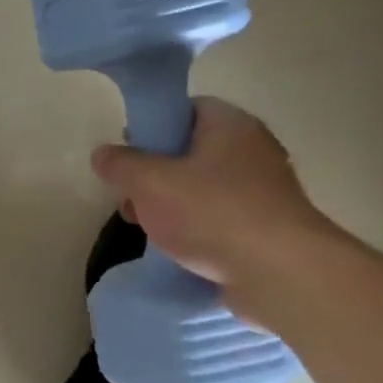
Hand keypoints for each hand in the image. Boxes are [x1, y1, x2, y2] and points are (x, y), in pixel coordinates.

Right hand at [90, 97, 346, 324]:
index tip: (128, 154)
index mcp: (230, 125)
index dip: (153, 127)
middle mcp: (253, 150)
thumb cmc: (212, 214)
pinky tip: (178, 250)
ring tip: (150, 231)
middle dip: (155, 175)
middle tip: (132, 199)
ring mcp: (264, 190)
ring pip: (204, 188)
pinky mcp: (267, 227)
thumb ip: (121, 164)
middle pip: (192, 151)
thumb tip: (102, 153)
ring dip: (172, 206)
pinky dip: (197, 229)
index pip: (188, 109)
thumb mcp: (149, 183)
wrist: (279, 273)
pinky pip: (221, 218)